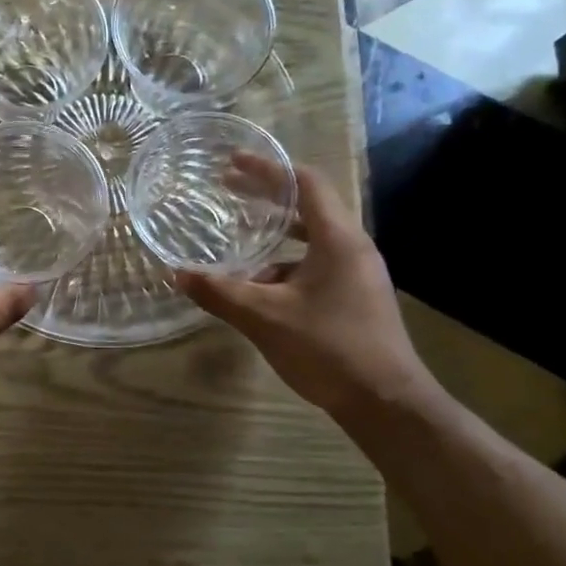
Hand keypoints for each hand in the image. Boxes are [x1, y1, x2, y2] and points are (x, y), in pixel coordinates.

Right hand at [175, 161, 438, 426]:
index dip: (268, 169)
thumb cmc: (329, 348)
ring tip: (238, 245)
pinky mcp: (356, 298)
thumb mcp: (265, 318)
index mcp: (338, 239)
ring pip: (311, 242)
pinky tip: (260, 290)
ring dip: (274, 238)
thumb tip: (178, 274)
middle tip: (227, 190)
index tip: (233, 162)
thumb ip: (221, 293)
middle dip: (266, 197)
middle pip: (308, 207)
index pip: (306, 183)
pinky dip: (285, 268)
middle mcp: (352, 248)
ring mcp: (358, 274)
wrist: (387, 403)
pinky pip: (316, 268)